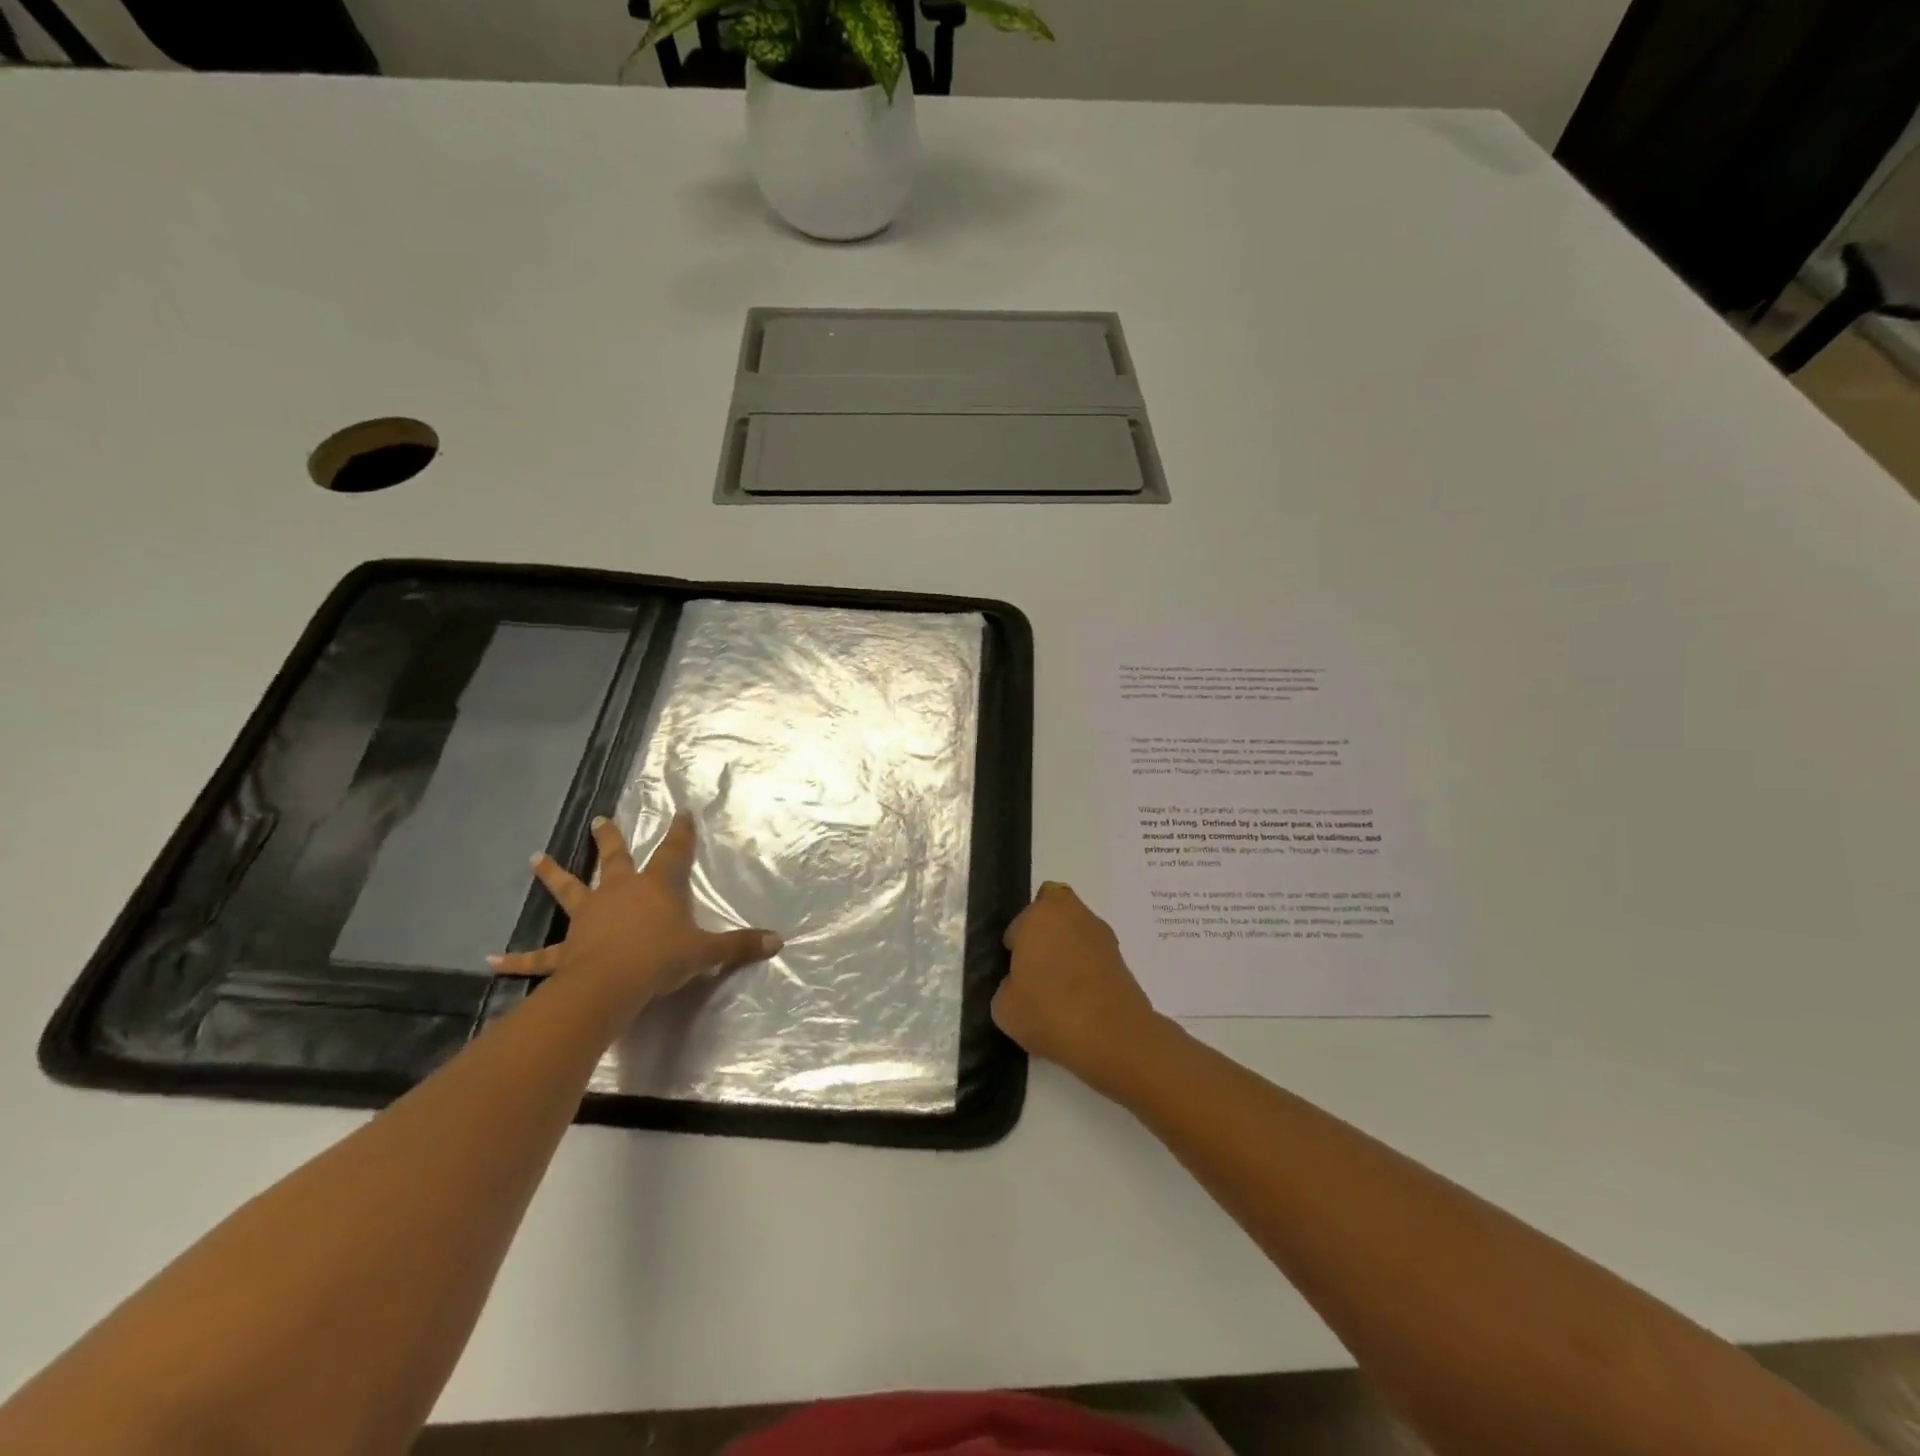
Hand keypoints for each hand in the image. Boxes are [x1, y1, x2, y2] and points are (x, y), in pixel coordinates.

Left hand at [488, 813, 781, 1008]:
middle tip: (600, 819)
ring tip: (536, 858)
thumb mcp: (706, 952)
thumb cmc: (661, 958)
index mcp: (655, 888)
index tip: (682, 811)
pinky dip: (517, 958)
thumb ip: (740, 945)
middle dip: (610, 839)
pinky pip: (538, 955)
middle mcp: (619, 893)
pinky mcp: (566, 949)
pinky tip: (491, 959)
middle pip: (614, 859)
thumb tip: (779, 942)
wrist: (612, 984)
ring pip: (569, 890)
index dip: (680, 832)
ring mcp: (588, 918)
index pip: (673, 852)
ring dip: (553, 874)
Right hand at [992, 882, 1165, 1081]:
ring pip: (1077, 932)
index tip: (1016, 970)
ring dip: (1069, 950)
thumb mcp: (1004, 1007)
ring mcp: (1102, 935)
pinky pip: (1095, 956)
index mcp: (1040, 915)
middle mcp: (1073, 914)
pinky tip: (1080, 1002)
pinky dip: (1087, 970)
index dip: (1017, 943)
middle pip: (1055, 912)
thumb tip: (1020, 984)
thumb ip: (1008, 986)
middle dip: (1045, 933)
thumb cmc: (1048, 1011)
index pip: (1021, 920)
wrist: (1112, 1037)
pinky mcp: (1123, 959)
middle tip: (1037, 969)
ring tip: (1059, 991)